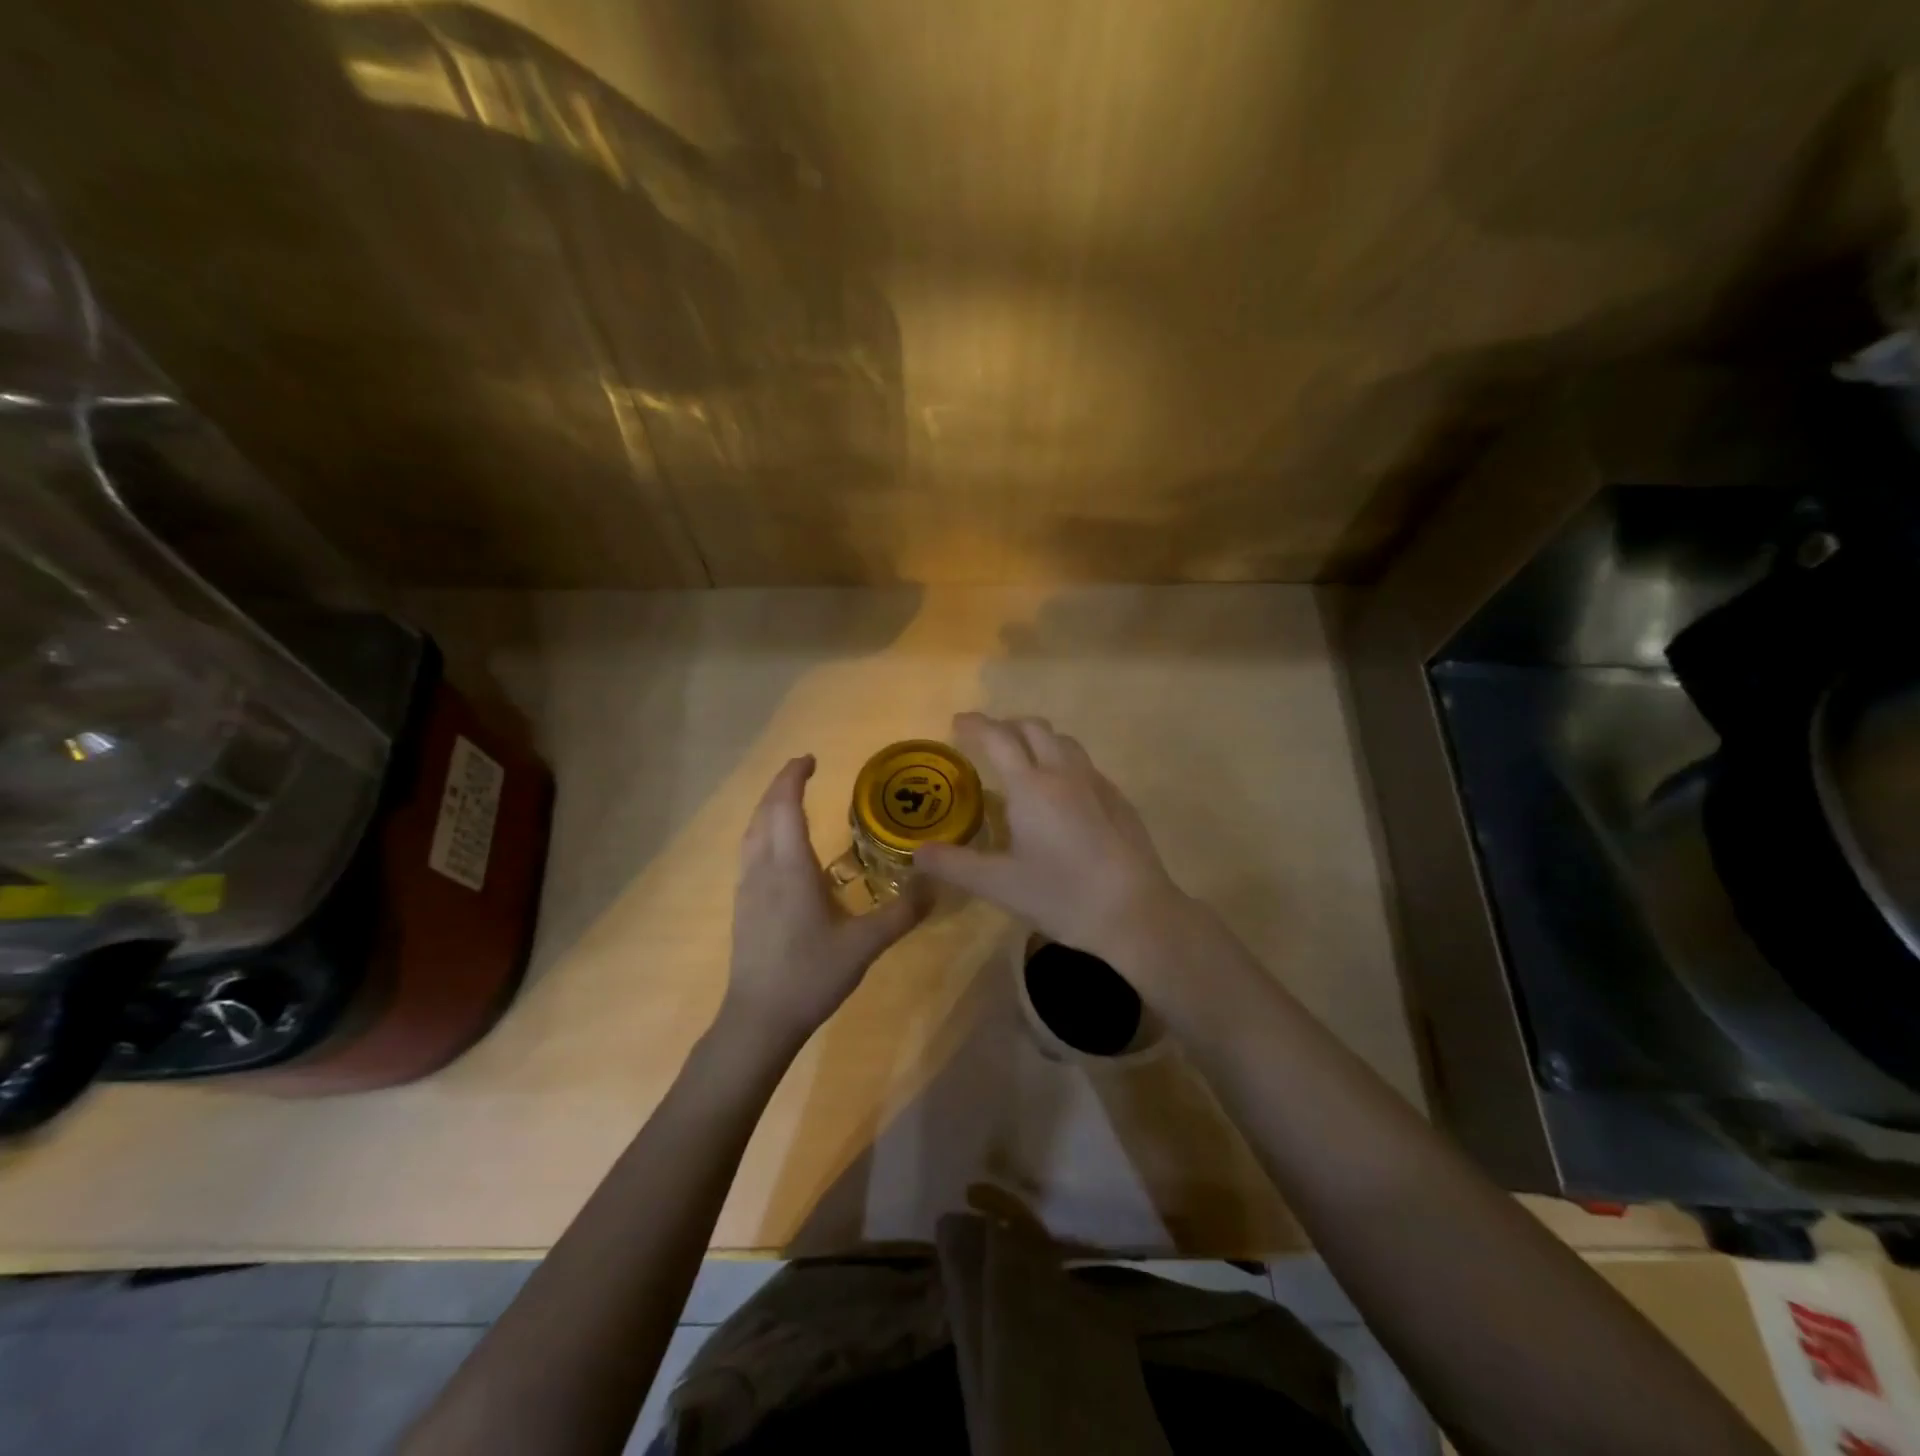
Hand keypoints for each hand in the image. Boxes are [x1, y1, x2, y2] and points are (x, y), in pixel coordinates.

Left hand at [721, 755, 929, 1048]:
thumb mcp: (865, 944)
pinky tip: (780, 848)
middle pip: (764, 812)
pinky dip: (763, 831)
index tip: (810, 759)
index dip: (794, 777)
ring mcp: (747, 887)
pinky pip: (749, 851)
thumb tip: (936, 882)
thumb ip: (902, 913)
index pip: (786, 806)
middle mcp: (763, 868)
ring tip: (790, 800)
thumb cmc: (810, 976)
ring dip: (768, 807)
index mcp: (790, 867)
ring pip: (751, 832)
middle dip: (781, 785)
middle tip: (804, 771)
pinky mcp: (743, 905)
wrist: (759, 1019)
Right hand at [915, 713, 1195, 970]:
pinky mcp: (1118, 799)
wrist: (1136, 912)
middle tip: (986, 740)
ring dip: (1037, 739)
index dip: (976, 725)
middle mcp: (1064, 773)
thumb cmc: (1063, 895)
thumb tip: (917, 853)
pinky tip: (1060, 793)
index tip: (958, 722)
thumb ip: (955, 865)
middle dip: (1006, 725)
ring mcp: (1096, 783)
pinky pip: (1084, 764)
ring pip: (1063, 742)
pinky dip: (1062, 761)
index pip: (998, 739)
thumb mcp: (1000, 885)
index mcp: (1031, 786)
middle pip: (1034, 728)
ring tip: (1022, 759)